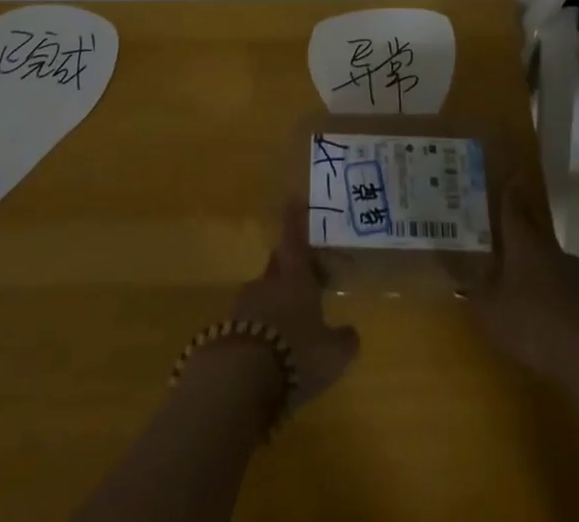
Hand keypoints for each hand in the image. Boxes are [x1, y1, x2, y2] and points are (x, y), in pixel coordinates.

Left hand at [228, 199, 360, 408]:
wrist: (240, 380)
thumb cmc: (295, 354)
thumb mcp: (333, 355)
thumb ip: (344, 341)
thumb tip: (351, 333)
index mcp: (295, 278)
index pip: (295, 239)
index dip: (295, 219)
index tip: (293, 198)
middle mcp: (268, 284)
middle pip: (278, 264)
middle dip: (289, 265)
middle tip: (302, 275)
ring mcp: (244, 305)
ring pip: (263, 293)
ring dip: (274, 302)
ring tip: (288, 325)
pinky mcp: (228, 329)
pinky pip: (249, 320)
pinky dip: (259, 328)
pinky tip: (268, 351)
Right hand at [468, 176, 578, 380]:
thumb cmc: (533, 323)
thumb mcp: (490, 312)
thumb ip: (474, 294)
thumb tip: (459, 279)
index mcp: (524, 242)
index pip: (514, 207)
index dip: (510, 191)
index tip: (511, 174)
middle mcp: (551, 250)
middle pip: (535, 230)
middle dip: (523, 227)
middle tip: (507, 227)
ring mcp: (575, 276)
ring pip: (551, 260)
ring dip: (539, 264)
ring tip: (523, 277)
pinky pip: (565, 289)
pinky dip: (553, 294)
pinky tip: (545, 312)